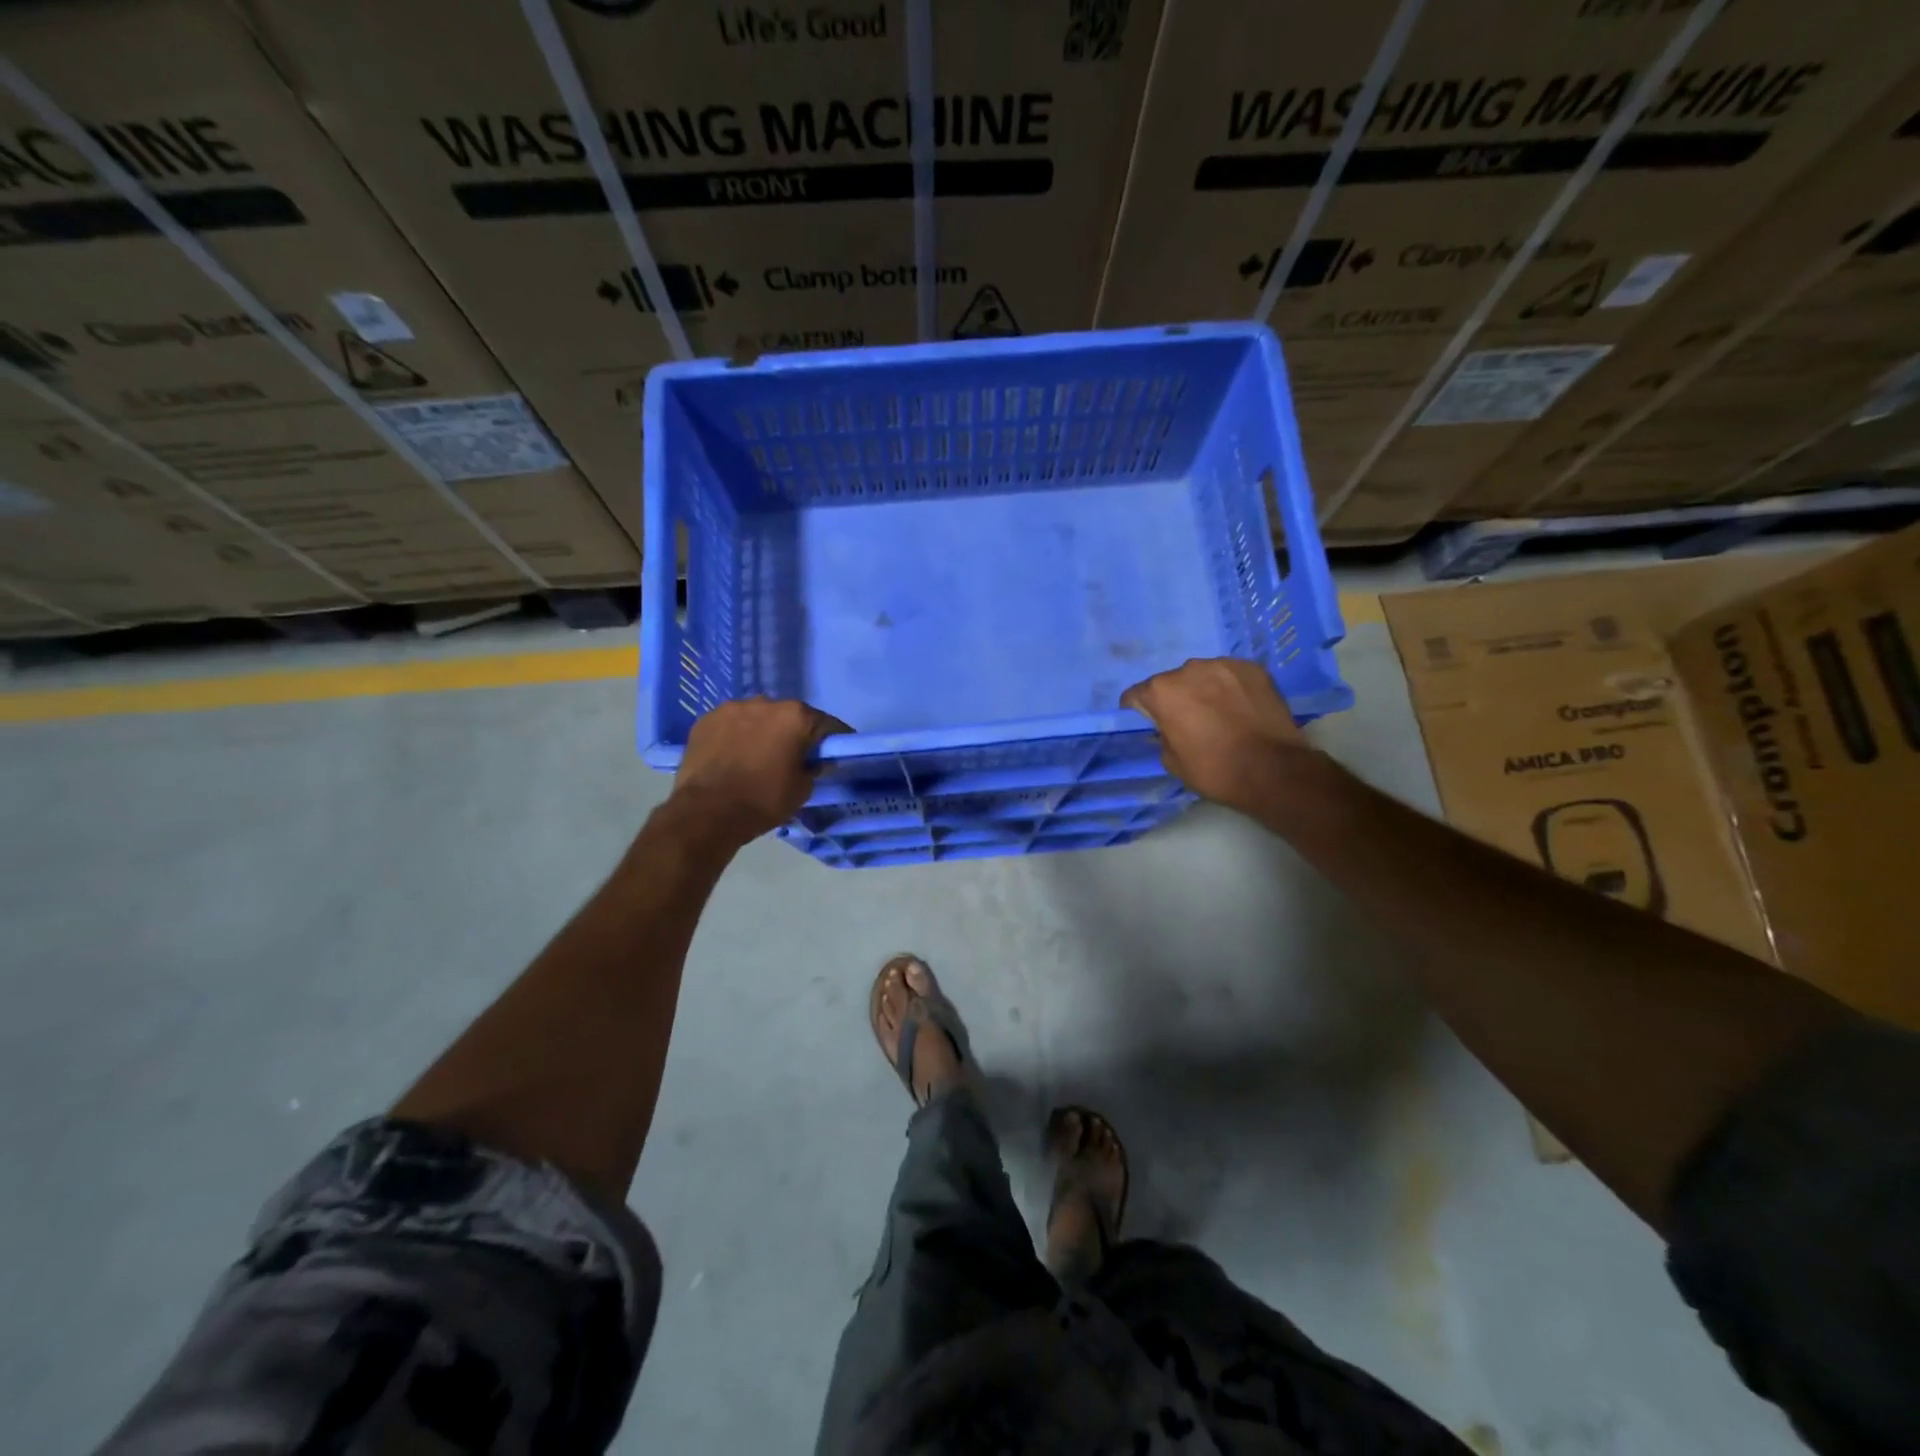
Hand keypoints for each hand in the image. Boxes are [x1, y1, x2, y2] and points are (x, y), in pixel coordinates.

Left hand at [668, 697, 849, 845]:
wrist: (706, 813)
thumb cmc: (763, 800)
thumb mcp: (802, 790)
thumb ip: (813, 768)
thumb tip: (814, 761)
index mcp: (795, 716)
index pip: (825, 724)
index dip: (832, 740)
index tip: (833, 753)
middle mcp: (765, 702)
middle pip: (789, 716)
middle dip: (793, 733)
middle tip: (792, 756)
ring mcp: (732, 708)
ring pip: (757, 717)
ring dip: (762, 731)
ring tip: (757, 756)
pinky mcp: (705, 720)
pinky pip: (731, 725)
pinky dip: (736, 736)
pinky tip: (732, 756)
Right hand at [1121, 658, 1311, 811]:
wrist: (1272, 770)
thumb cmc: (1214, 769)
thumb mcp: (1171, 761)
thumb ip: (1162, 735)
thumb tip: (1167, 727)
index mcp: (1162, 691)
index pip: (1136, 694)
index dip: (1138, 709)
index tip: (1148, 720)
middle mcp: (1188, 669)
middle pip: (1172, 682)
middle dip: (1175, 697)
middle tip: (1189, 720)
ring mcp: (1223, 665)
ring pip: (1203, 675)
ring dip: (1204, 689)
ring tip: (1218, 712)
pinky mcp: (1253, 668)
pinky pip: (1230, 675)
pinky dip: (1230, 687)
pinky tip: (1241, 707)